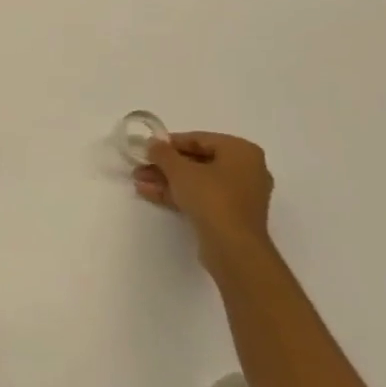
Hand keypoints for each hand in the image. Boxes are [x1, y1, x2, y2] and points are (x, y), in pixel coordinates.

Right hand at [134, 131, 274, 250]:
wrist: (233, 247)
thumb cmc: (211, 198)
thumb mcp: (180, 170)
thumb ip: (163, 153)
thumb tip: (153, 144)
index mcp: (242, 151)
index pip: (200, 139)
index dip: (170, 143)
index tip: (147, 148)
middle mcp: (247, 169)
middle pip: (198, 161)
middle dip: (166, 165)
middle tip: (140, 166)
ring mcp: (240, 195)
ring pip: (198, 181)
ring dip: (167, 180)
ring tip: (139, 182)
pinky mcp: (232, 215)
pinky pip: (202, 197)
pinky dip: (179, 194)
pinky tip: (150, 194)